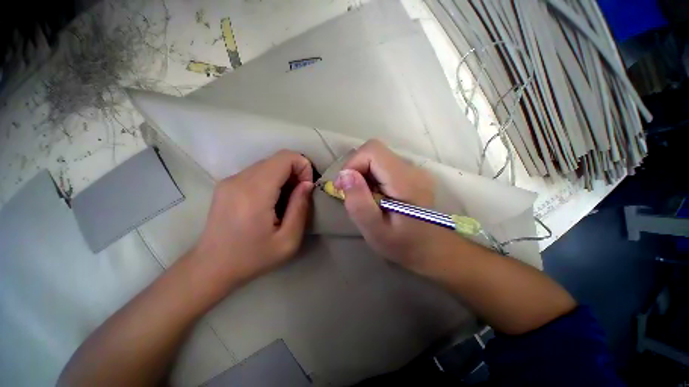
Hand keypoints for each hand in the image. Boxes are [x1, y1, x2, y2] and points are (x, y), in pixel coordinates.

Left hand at [191, 150, 313, 289]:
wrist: (211, 267)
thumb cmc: (252, 258)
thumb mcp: (288, 240)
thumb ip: (300, 208)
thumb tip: (307, 184)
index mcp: (254, 192)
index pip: (285, 158)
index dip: (303, 167)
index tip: (306, 188)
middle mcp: (239, 179)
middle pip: (277, 159)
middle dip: (295, 172)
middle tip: (298, 196)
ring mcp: (230, 180)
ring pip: (268, 164)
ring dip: (283, 176)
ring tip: (285, 201)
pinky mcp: (226, 184)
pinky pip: (257, 172)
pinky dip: (271, 180)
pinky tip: (270, 201)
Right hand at [334, 140, 452, 269]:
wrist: (432, 249)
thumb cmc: (403, 244)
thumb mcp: (375, 230)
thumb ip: (359, 203)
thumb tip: (345, 174)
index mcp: (405, 181)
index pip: (373, 150)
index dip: (353, 163)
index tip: (343, 186)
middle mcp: (412, 169)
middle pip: (374, 152)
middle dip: (356, 169)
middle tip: (351, 194)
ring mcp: (414, 170)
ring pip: (378, 158)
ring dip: (363, 174)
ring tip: (365, 198)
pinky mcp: (412, 174)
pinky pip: (384, 166)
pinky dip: (372, 177)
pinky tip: (375, 196)